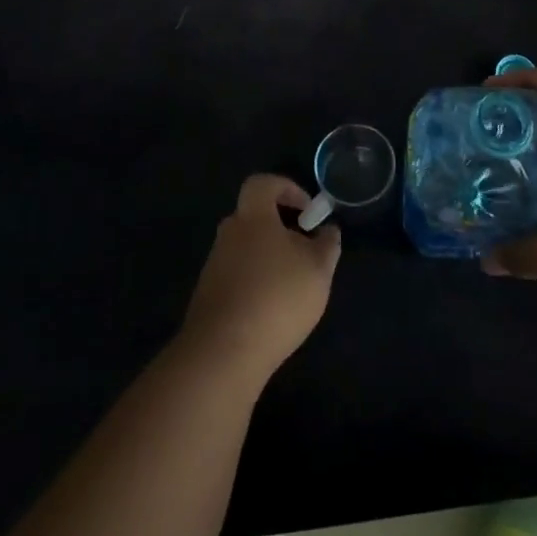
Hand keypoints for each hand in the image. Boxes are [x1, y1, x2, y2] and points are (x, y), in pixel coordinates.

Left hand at [178, 174, 341, 385]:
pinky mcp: (208, 295)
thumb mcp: (318, 269)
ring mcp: (214, 265)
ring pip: (246, 247)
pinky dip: (256, 281)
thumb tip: (328, 230)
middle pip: (254, 216)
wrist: (224, 352)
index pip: (263, 183)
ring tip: (294, 284)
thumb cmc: (277, 297)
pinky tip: (273, 309)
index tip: (308, 211)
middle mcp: (228, 233)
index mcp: (252, 216)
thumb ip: (327, 244)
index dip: (287, 188)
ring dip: (269, 257)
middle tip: (305, 249)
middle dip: (281, 227)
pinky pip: (237, 275)